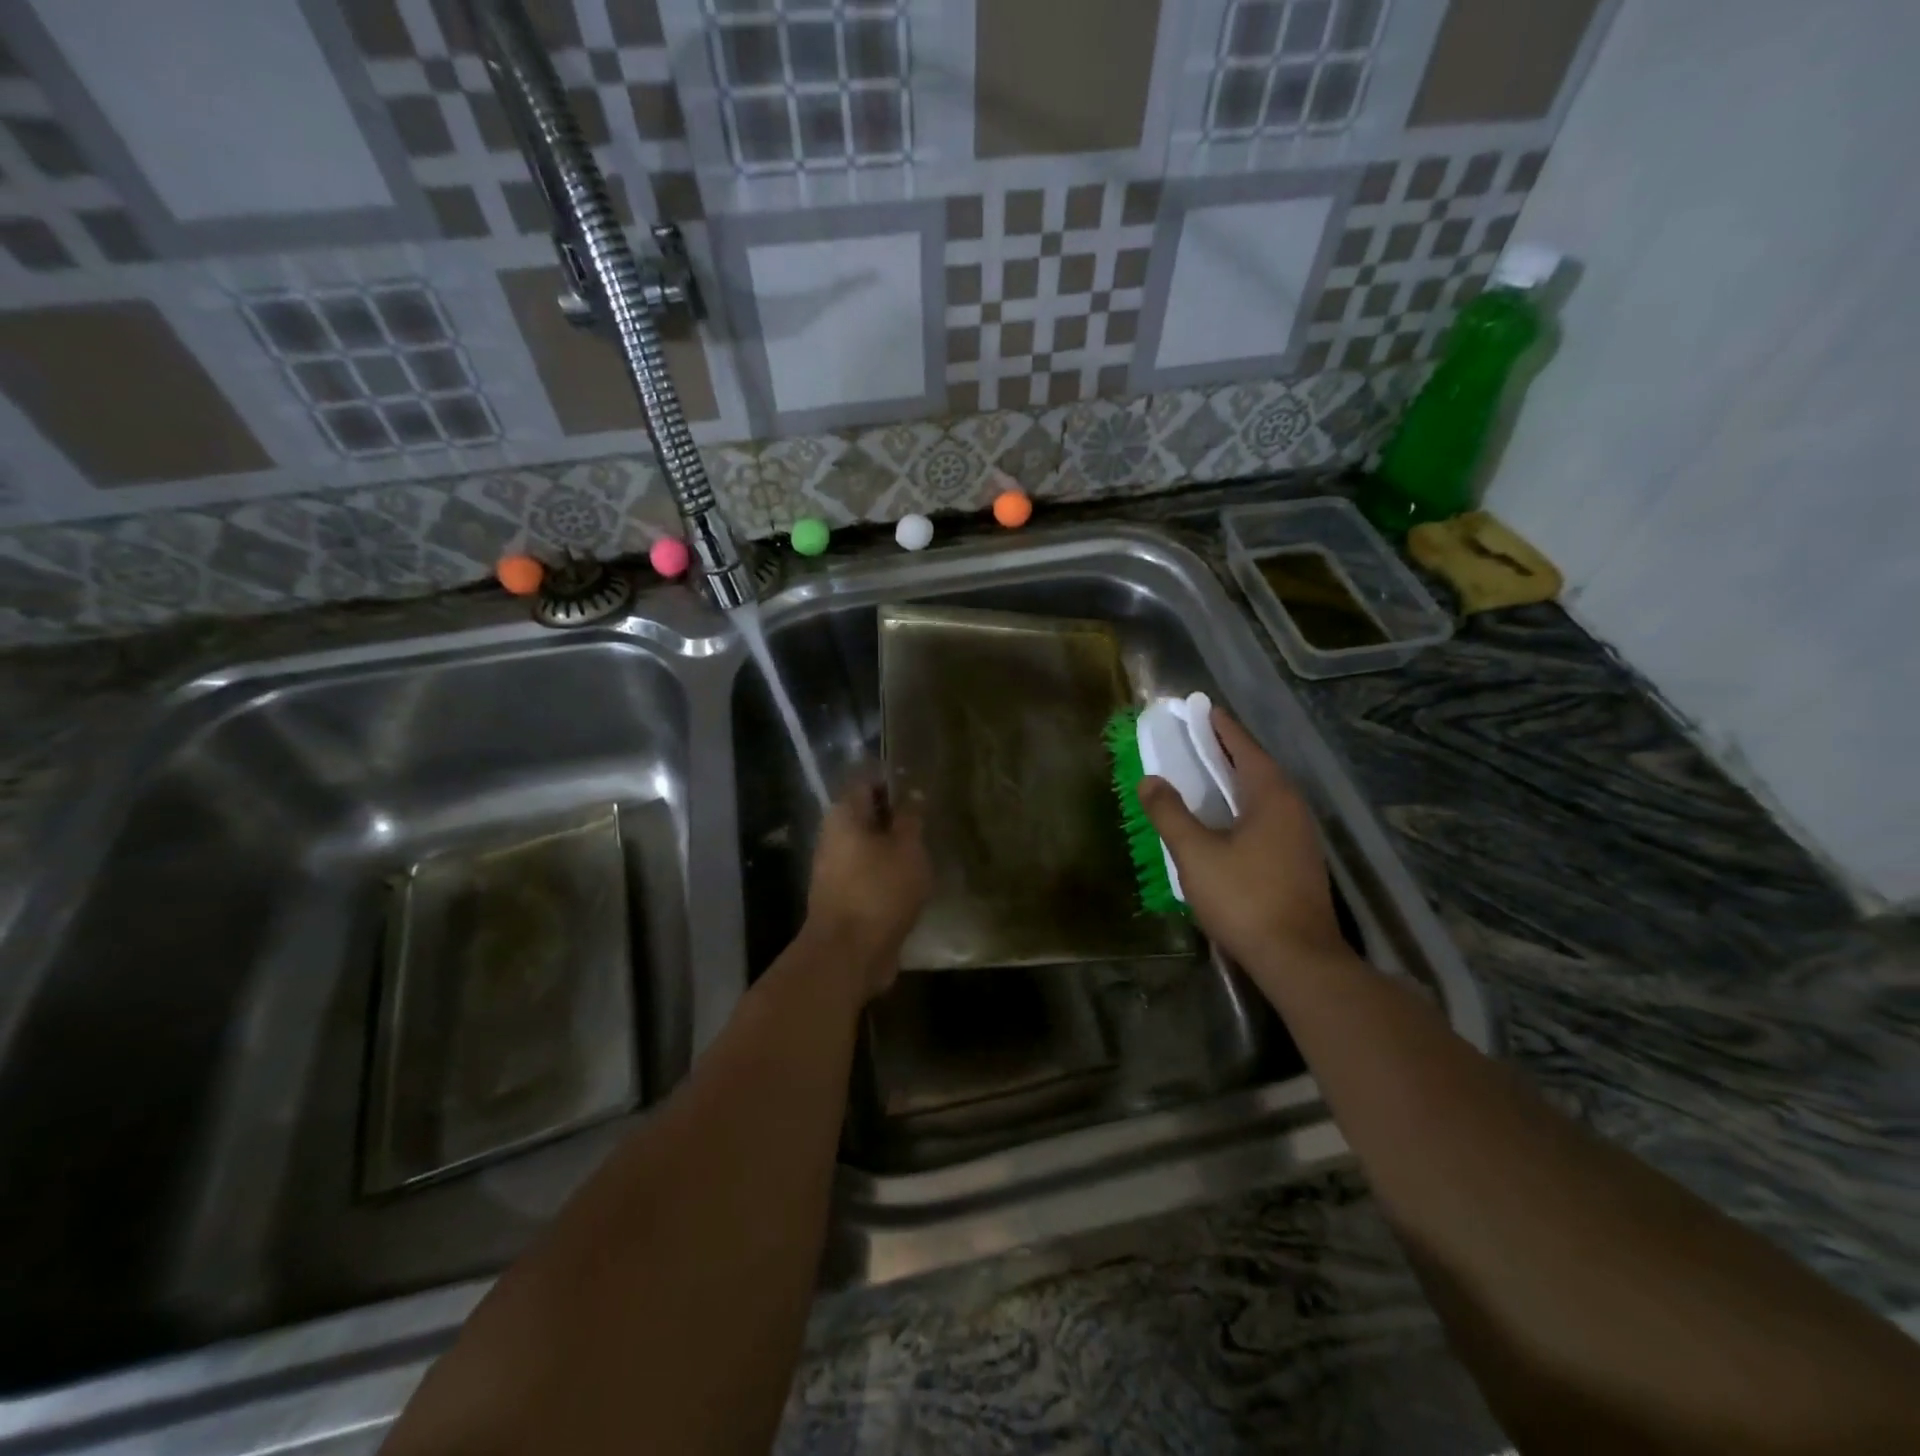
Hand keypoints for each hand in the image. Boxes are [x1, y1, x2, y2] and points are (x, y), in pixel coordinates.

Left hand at [804, 772, 930, 998]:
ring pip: (870, 847)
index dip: (895, 781)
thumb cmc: (879, 890)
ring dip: (895, 849)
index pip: (868, 781)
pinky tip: (914, 882)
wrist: (848, 954)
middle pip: (868, 815)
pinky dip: (890, 874)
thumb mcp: (907, 848)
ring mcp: (835, 869)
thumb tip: (912, 794)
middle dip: (898, 817)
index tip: (923, 787)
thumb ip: (910, 819)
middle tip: (931, 822)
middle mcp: (833, 836)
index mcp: (844, 815)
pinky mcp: (843, 897)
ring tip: (928, 852)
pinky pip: (869, 874)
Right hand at [1138, 708, 1347, 977]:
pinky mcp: (1299, 863)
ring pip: (1265, 795)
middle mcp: (1293, 809)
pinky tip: (1226, 821)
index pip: (1245, 748)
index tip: (1203, 710)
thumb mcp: (1195, 853)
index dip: (1222, 728)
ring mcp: (1301, 838)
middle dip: (1229, 751)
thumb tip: (1150, 780)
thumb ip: (1170, 814)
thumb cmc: (1244, 898)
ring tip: (1208, 775)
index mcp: (1271, 797)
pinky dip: (1244, 806)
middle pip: (1258, 768)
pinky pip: (1268, 818)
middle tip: (1198, 739)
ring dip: (1237, 780)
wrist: (1297, 959)